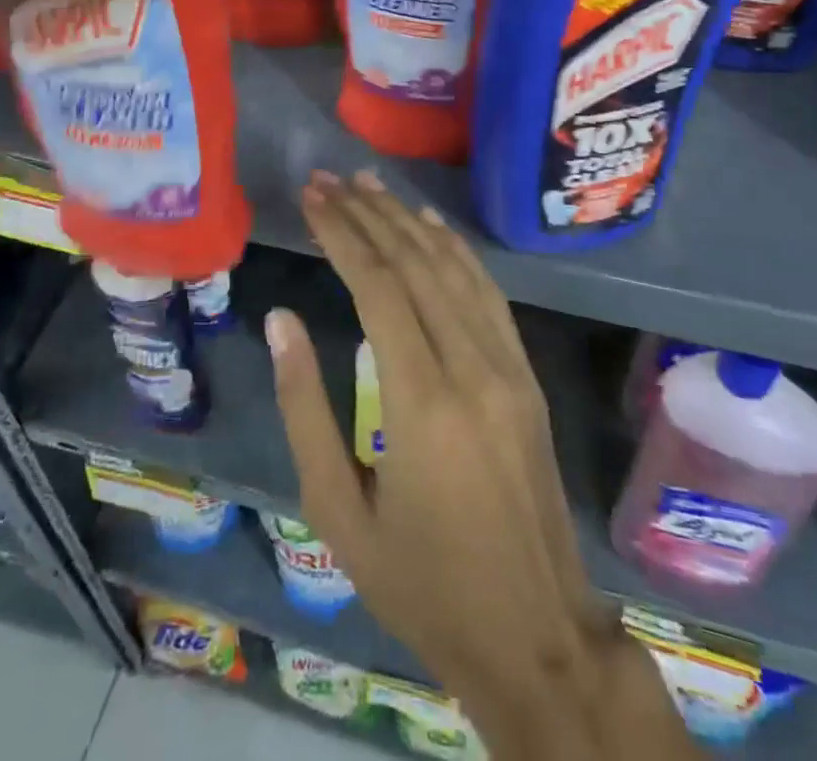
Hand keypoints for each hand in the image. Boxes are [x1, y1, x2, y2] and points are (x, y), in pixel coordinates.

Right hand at [268, 172, 687, 758]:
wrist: (535, 636)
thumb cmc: (421, 584)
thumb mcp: (337, 513)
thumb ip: (305, 408)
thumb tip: (282, 321)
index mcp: (422, 403)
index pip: (378, 287)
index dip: (343, 233)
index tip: (312, 198)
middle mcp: (472, 368)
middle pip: (416, 264)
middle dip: (368, 214)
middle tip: (329, 180)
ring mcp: (508, 368)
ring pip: (455, 269)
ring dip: (409, 220)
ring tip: (370, 184)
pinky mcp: (526, 377)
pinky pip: (488, 295)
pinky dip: (457, 250)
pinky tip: (431, 225)